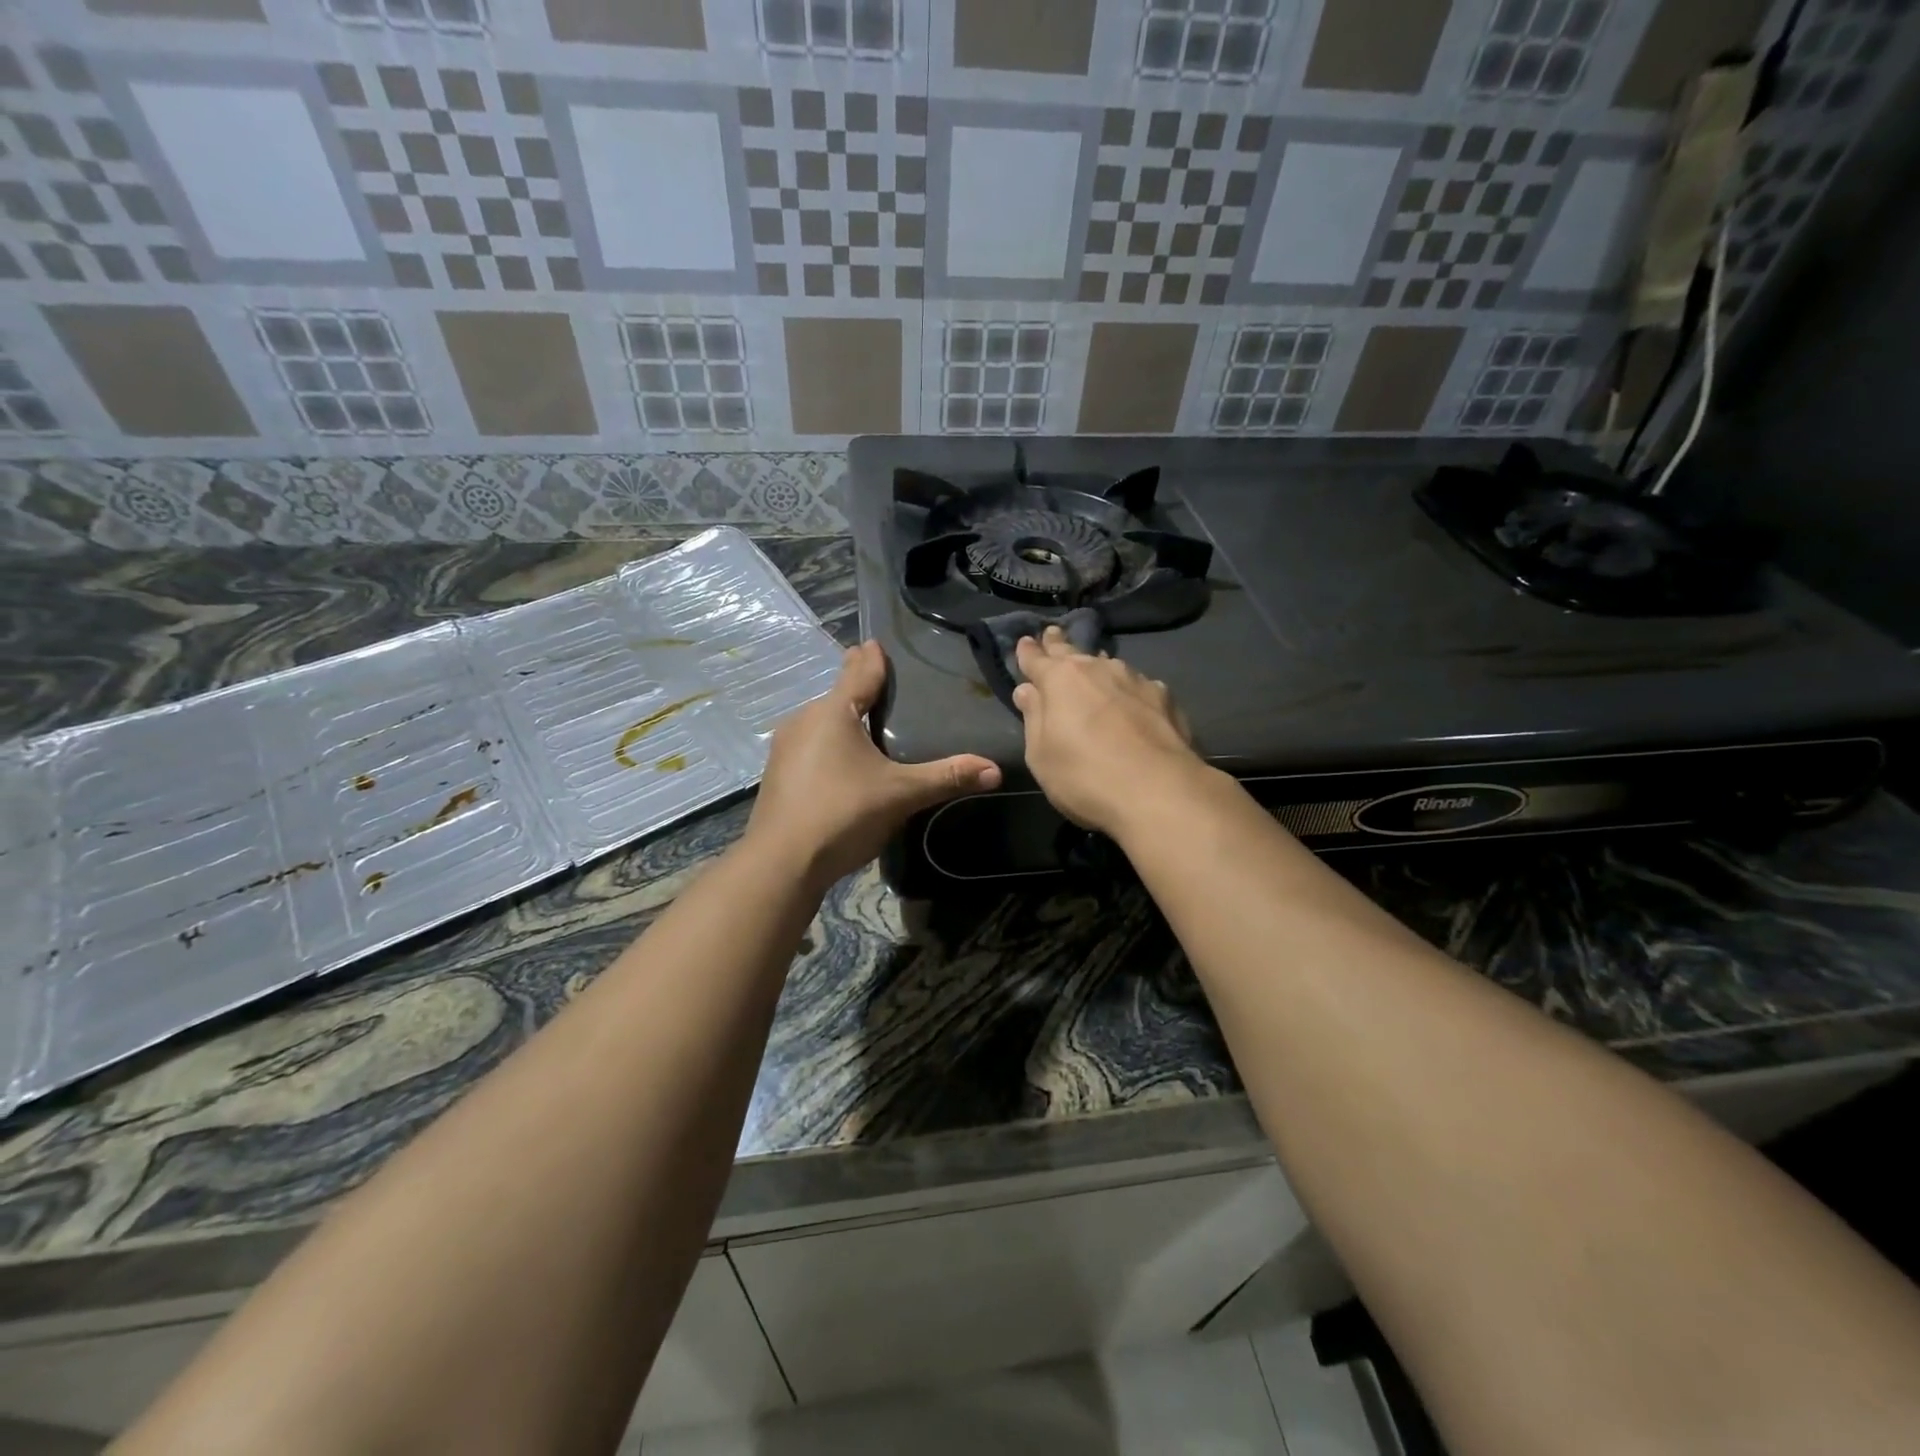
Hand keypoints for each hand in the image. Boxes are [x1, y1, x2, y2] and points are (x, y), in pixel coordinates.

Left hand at [748, 640, 1001, 885]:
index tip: (875, 642)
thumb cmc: (843, 814)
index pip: (857, 673)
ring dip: (841, 717)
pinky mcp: (778, 774)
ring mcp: (785, 748)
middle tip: (881, 681)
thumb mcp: (901, 794)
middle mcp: (804, 720)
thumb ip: (946, 777)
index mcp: (833, 713)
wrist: (782, 862)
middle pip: (837, 695)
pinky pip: (810, 745)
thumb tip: (995, 769)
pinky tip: (841, 760)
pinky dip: (828, 743)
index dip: (871, 658)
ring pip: (820, 721)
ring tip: (865, 720)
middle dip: (856, 686)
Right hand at [1012, 626, 1204, 836]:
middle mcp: (1098, 669)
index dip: (1028, 651)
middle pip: (1073, 652)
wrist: (1159, 792)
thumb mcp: (1041, 755)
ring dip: (1097, 668)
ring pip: (1108, 666)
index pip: (1037, 658)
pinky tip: (1131, 701)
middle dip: (1059, 644)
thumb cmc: (1084, 777)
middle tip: (1053, 634)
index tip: (1025, 642)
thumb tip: (1028, 690)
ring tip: (1093, 668)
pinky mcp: (1165, 698)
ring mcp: (1136, 680)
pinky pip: (1137, 686)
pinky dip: (1128, 690)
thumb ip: (1034, 718)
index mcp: (1060, 680)